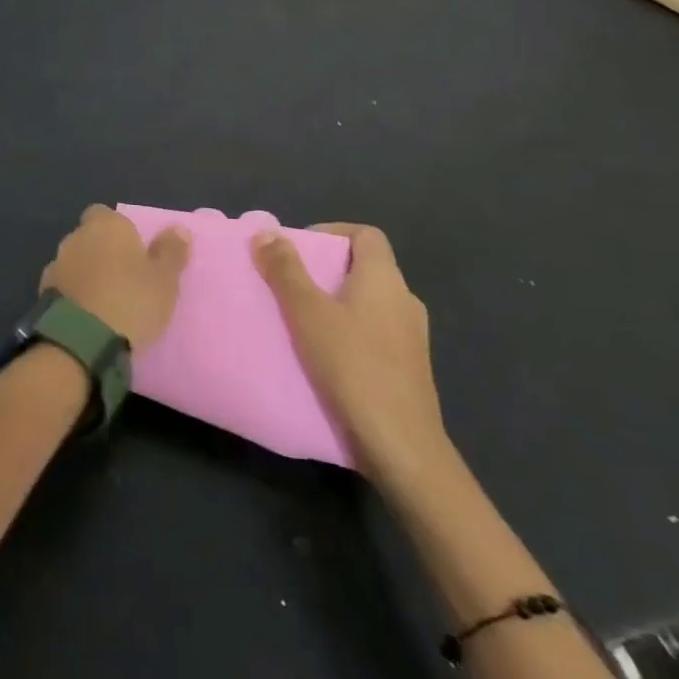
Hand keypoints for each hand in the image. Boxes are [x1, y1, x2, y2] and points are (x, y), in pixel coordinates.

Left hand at [40, 205, 189, 349]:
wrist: (81, 339)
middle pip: (89, 237)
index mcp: (106, 225)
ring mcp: (56, 263)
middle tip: (124, 278)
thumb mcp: (164, 279)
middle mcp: (76, 236)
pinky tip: (87, 315)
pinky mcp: (43, 291)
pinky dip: (74, 294)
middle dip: (102, 252)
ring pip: (75, 261)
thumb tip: (178, 228)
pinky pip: (64, 286)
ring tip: (106, 300)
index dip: (118, 230)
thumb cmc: (131, 301)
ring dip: (86, 273)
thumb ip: (171, 251)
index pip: (106, 214)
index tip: (133, 251)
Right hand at [254, 224, 451, 492]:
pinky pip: (376, 332)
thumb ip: (286, 270)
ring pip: (370, 302)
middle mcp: (405, 300)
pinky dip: (351, 330)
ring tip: (302, 317)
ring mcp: (412, 337)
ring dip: (338, 301)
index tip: (300, 246)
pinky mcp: (410, 368)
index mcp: (385, 279)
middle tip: (291, 281)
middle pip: (367, 267)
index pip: (366, 235)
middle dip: (327, 268)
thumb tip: (267, 232)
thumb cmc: (353, 367)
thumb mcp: (308, 313)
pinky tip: (325, 353)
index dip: (333, 231)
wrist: (402, 446)